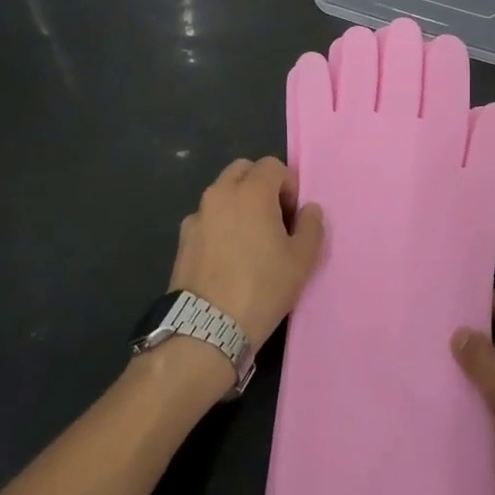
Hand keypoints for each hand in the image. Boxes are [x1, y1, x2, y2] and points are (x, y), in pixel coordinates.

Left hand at [171, 157, 324, 348]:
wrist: (207, 328)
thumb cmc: (262, 287)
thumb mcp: (302, 260)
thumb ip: (311, 226)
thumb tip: (309, 209)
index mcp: (251, 192)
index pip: (272, 165)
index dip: (288, 185)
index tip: (293, 215)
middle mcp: (220, 194)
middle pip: (242, 170)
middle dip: (260, 185)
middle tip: (273, 218)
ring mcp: (197, 216)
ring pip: (221, 193)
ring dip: (238, 203)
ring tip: (249, 239)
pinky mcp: (183, 239)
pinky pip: (207, 218)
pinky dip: (219, 224)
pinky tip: (227, 257)